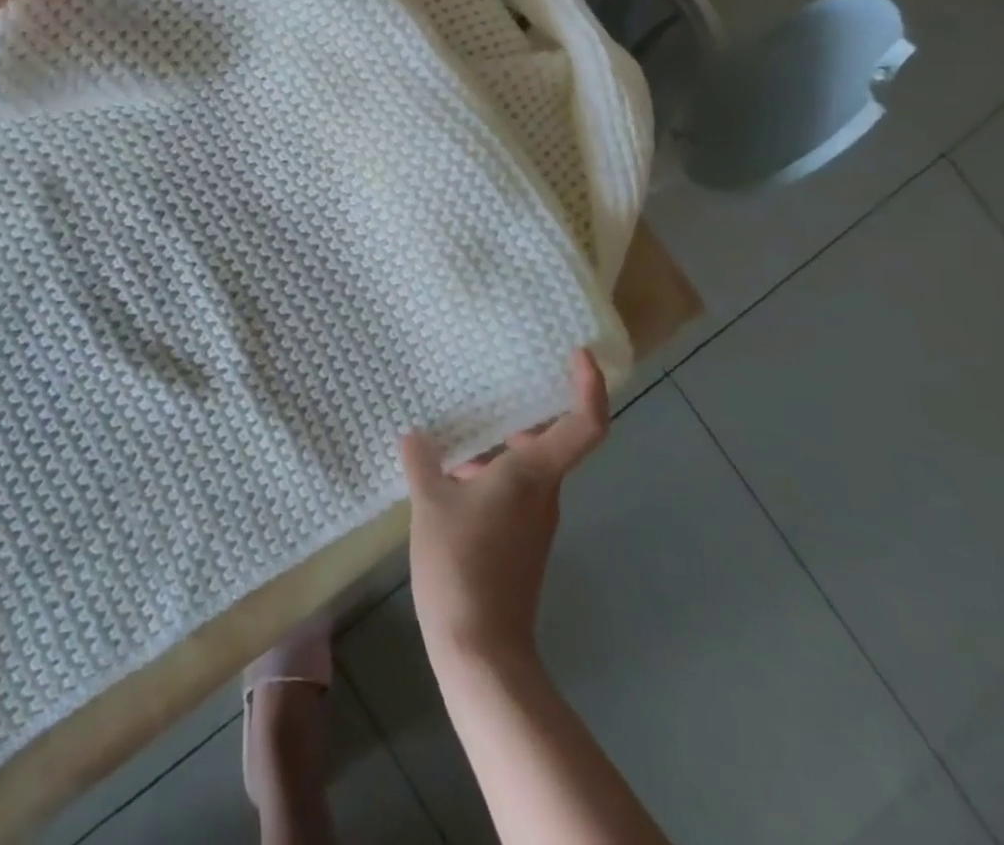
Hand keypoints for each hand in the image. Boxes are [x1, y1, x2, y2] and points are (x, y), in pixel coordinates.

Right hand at [401, 350, 609, 670]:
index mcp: (533, 474)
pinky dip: (489, 471)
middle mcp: (544, 492)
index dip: (589, 386)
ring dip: (496, 444)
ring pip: (526, 465)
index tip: (579, 354)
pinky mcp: (521, 540)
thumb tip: (414, 436)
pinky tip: (449, 472)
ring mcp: (534, 520)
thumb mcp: (431, 504)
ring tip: (456, 426)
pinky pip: (512, 488)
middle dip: (522, 410)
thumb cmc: (461, 565)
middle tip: (491, 380)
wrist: (481, 649)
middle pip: (549, 439)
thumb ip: (422, 462)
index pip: (584, 424)